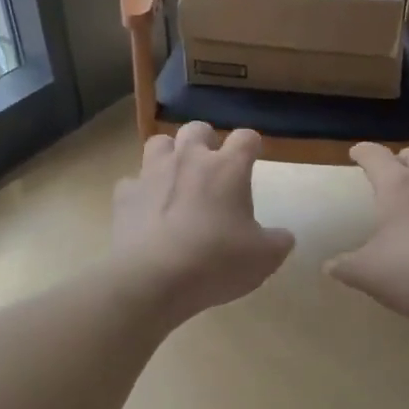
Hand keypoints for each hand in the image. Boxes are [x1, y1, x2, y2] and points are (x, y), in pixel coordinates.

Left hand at [112, 123, 295, 319]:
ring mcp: (152, 173)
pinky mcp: (125, 195)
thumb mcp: (263, 259)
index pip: (246, 137)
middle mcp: (189, 159)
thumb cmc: (216, 262)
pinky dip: (140, 191)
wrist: (153, 280)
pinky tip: (146, 210)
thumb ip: (278, 242)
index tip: (254, 157)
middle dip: (206, 140)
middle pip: (197, 128)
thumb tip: (284, 236)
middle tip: (212, 165)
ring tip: (176, 177)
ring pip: (160, 143)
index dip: (252, 145)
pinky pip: (132, 182)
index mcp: (227, 168)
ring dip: (170, 154)